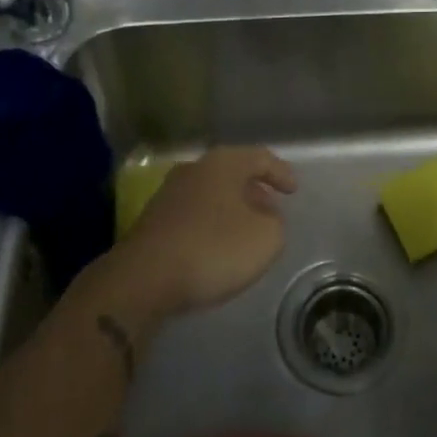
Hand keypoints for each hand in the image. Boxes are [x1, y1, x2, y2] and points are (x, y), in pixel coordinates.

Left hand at [107, 146, 297, 320]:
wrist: (143, 278)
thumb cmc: (213, 248)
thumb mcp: (266, 239)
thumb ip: (276, 224)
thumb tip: (266, 219)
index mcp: (223, 163)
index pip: (260, 158)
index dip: (281, 173)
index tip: (294, 191)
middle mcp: (195, 169)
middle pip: (233, 173)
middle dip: (255, 191)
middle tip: (272, 210)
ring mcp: (169, 193)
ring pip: (212, 193)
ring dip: (232, 208)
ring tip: (247, 231)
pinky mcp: (154, 220)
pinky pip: (194, 214)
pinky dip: (211, 223)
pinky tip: (217, 246)